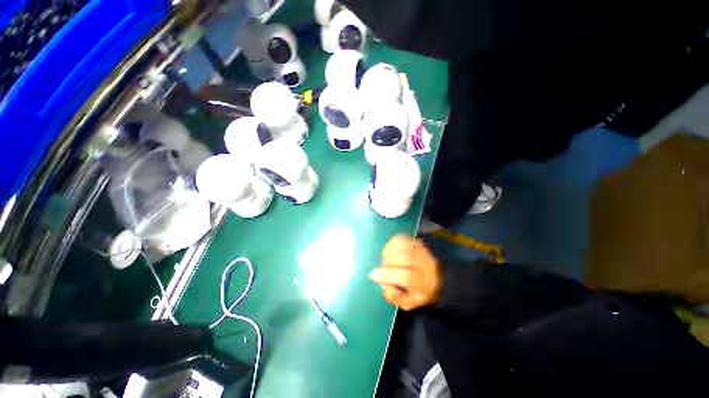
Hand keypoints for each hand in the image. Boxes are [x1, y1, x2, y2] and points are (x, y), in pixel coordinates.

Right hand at [369, 235, 441, 310]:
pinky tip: (389, 251)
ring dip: (389, 252)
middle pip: (405, 258)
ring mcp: (423, 251)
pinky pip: (402, 238)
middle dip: (388, 262)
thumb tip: (384, 285)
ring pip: (403, 246)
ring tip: (386, 259)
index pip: (407, 276)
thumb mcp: (408, 303)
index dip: (387, 275)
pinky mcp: (417, 241)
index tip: (373, 275)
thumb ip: (394, 297)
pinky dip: (391, 243)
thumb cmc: (419, 292)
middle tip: (381, 268)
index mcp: (425, 283)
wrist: (438, 278)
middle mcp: (426, 265)